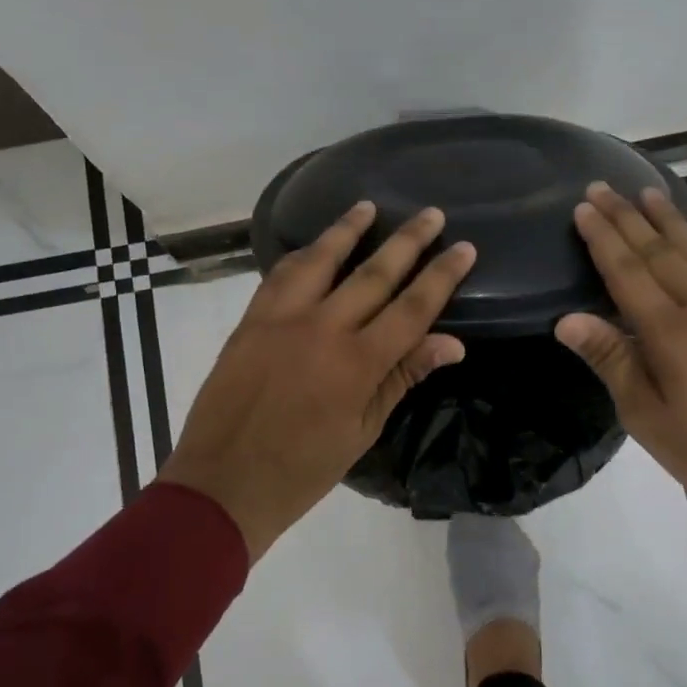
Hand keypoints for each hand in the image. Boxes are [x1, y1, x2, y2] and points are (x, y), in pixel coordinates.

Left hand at [160, 202, 475, 560]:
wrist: (223, 481)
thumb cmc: (303, 469)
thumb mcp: (363, 431)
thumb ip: (402, 378)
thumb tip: (451, 343)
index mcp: (357, 364)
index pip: (412, 308)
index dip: (441, 276)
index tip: (463, 247)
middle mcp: (322, 329)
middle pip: (374, 274)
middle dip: (408, 241)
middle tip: (431, 214)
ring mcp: (281, 319)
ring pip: (321, 261)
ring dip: (347, 230)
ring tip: (369, 205)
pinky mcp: (250, 320)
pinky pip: (279, 275)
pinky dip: (302, 255)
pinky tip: (314, 246)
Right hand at [556, 184, 686, 603]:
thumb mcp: (646, 416)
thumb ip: (611, 361)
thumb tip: (567, 319)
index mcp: (670, 331)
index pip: (627, 271)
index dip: (602, 238)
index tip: (583, 206)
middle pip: (658, 251)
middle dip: (627, 217)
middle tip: (603, 186)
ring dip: (668, 220)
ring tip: (647, 192)